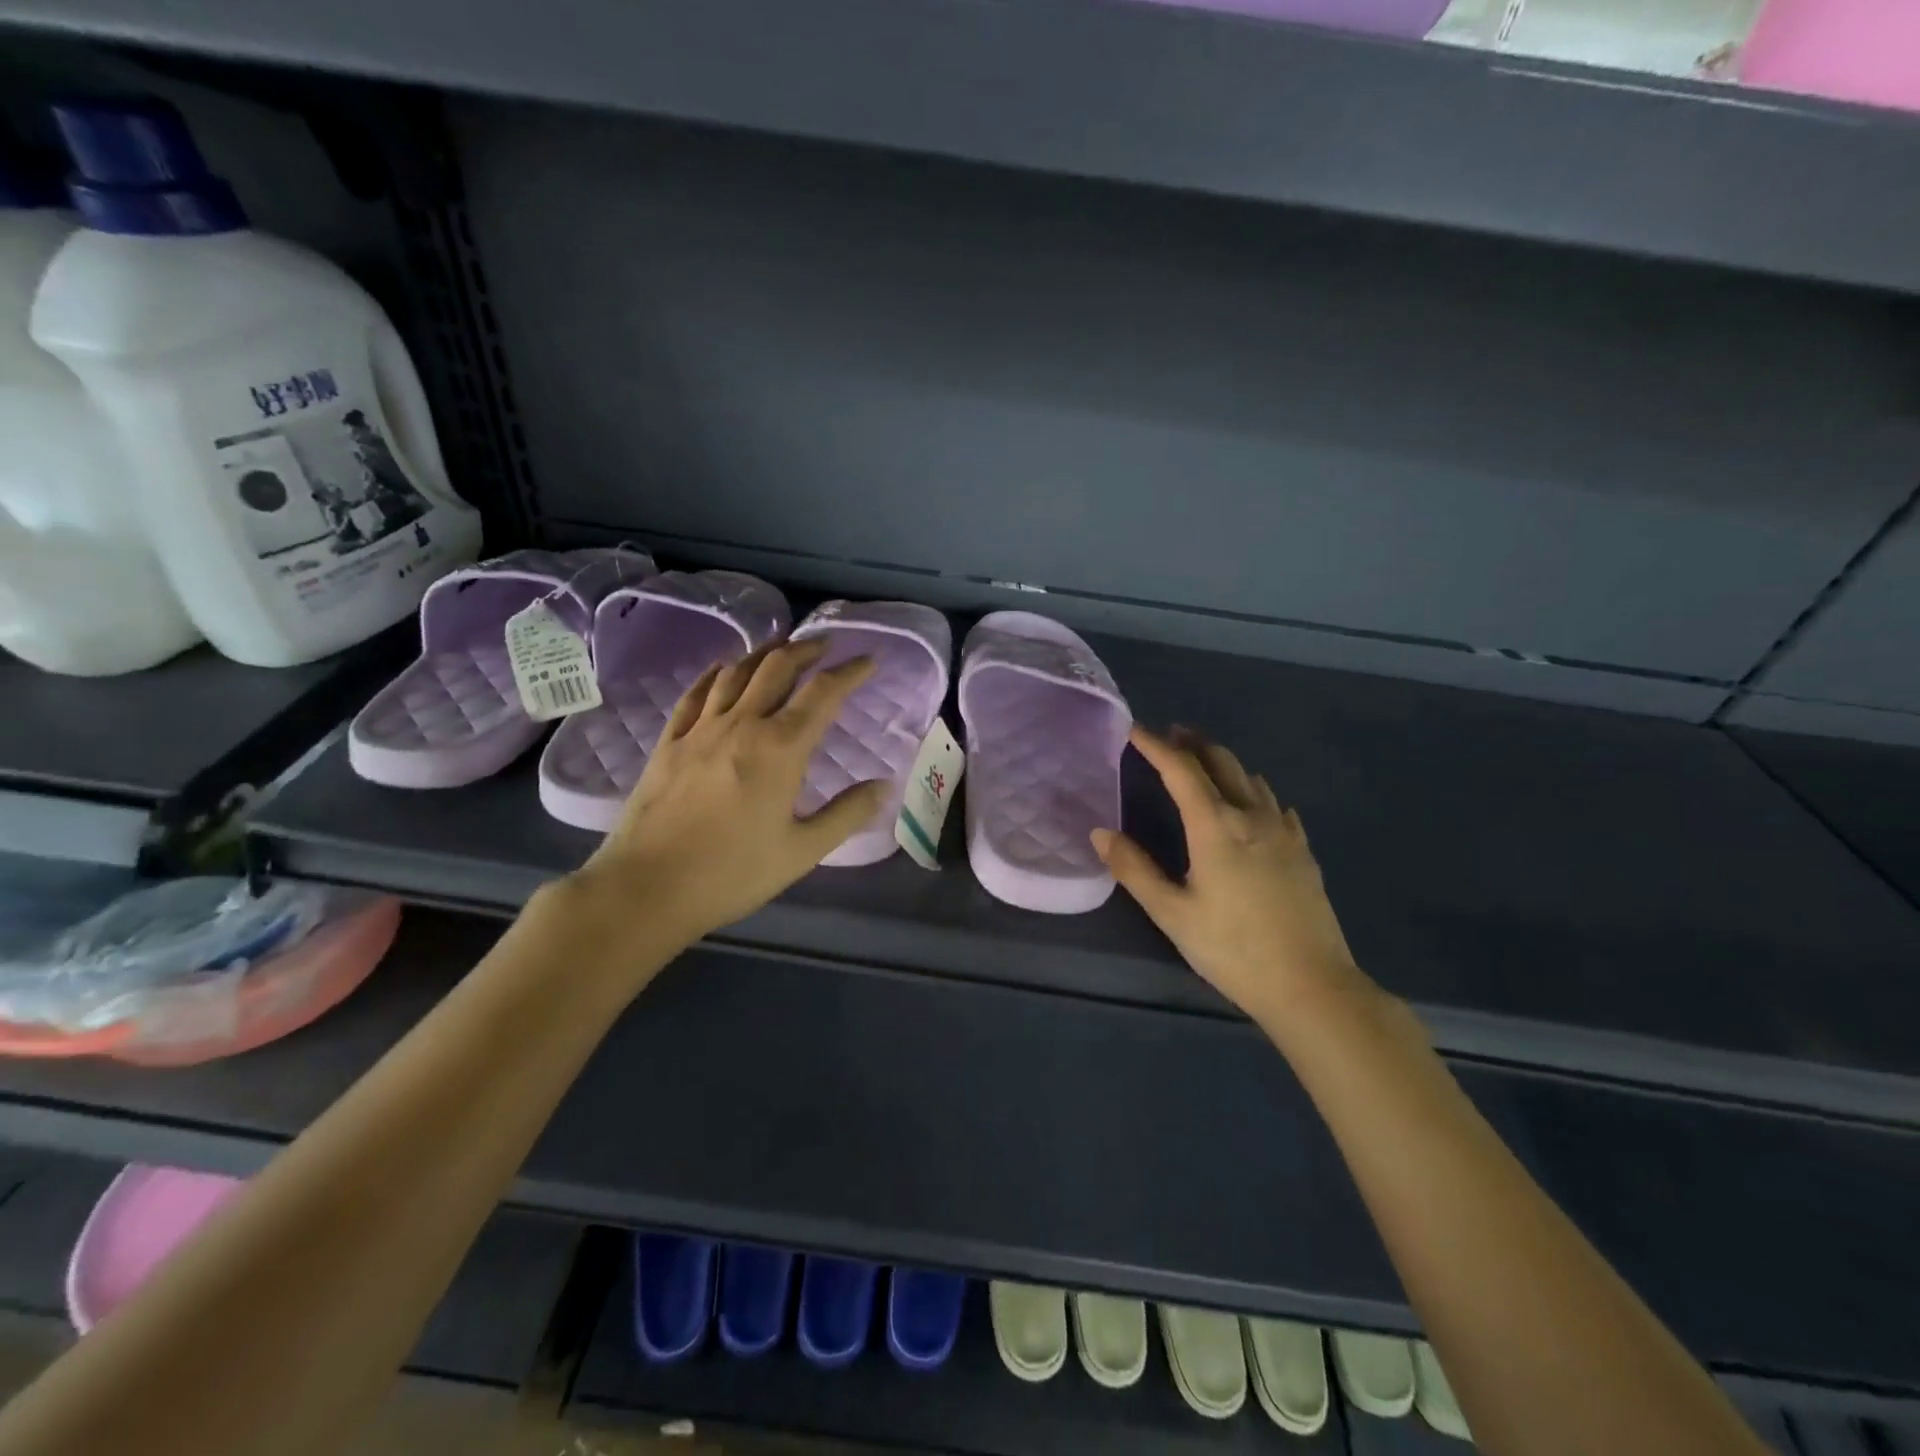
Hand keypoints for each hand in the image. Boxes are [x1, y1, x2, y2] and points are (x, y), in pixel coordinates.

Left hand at [572, 640, 887, 944]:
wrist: (647, 887)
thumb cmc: (732, 873)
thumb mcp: (802, 851)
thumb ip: (847, 814)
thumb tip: (884, 786)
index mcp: (781, 748)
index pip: (823, 693)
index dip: (850, 672)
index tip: (869, 660)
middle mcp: (742, 724)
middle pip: (777, 668)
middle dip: (806, 649)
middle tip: (826, 644)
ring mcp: (701, 729)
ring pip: (736, 672)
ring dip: (764, 653)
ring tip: (782, 647)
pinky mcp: (669, 742)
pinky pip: (696, 693)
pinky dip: (716, 673)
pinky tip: (722, 669)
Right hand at [1092, 725, 1365, 1023]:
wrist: (1312, 986)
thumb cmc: (1233, 949)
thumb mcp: (1172, 914)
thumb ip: (1135, 870)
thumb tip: (1101, 833)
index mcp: (1215, 827)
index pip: (1181, 770)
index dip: (1156, 746)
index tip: (1135, 730)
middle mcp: (1252, 817)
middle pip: (1221, 762)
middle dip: (1193, 744)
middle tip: (1172, 735)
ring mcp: (1284, 832)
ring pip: (1252, 779)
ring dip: (1224, 762)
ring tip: (1205, 763)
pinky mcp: (1304, 851)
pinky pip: (1276, 805)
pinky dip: (1255, 792)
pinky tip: (1255, 806)